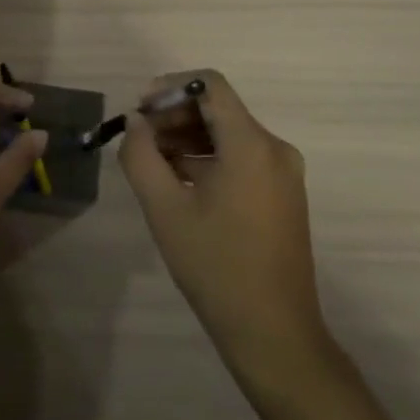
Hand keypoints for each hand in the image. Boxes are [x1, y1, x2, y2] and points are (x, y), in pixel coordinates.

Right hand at [119, 71, 330, 381]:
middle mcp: (274, 148)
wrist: (274, 335)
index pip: (209, 84)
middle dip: (174, 114)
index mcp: (251, 144)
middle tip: (139, 139)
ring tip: (152, 162)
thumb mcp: (164, 209)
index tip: (140, 110)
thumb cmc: (216, 267)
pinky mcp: (282, 194)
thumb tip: (136, 122)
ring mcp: (283, 173)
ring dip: (188, 137)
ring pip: (228, 133)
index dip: (170, 86)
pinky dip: (207, 157)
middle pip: (218, 107)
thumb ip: (141, 155)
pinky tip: (178, 182)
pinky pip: (240, 156)